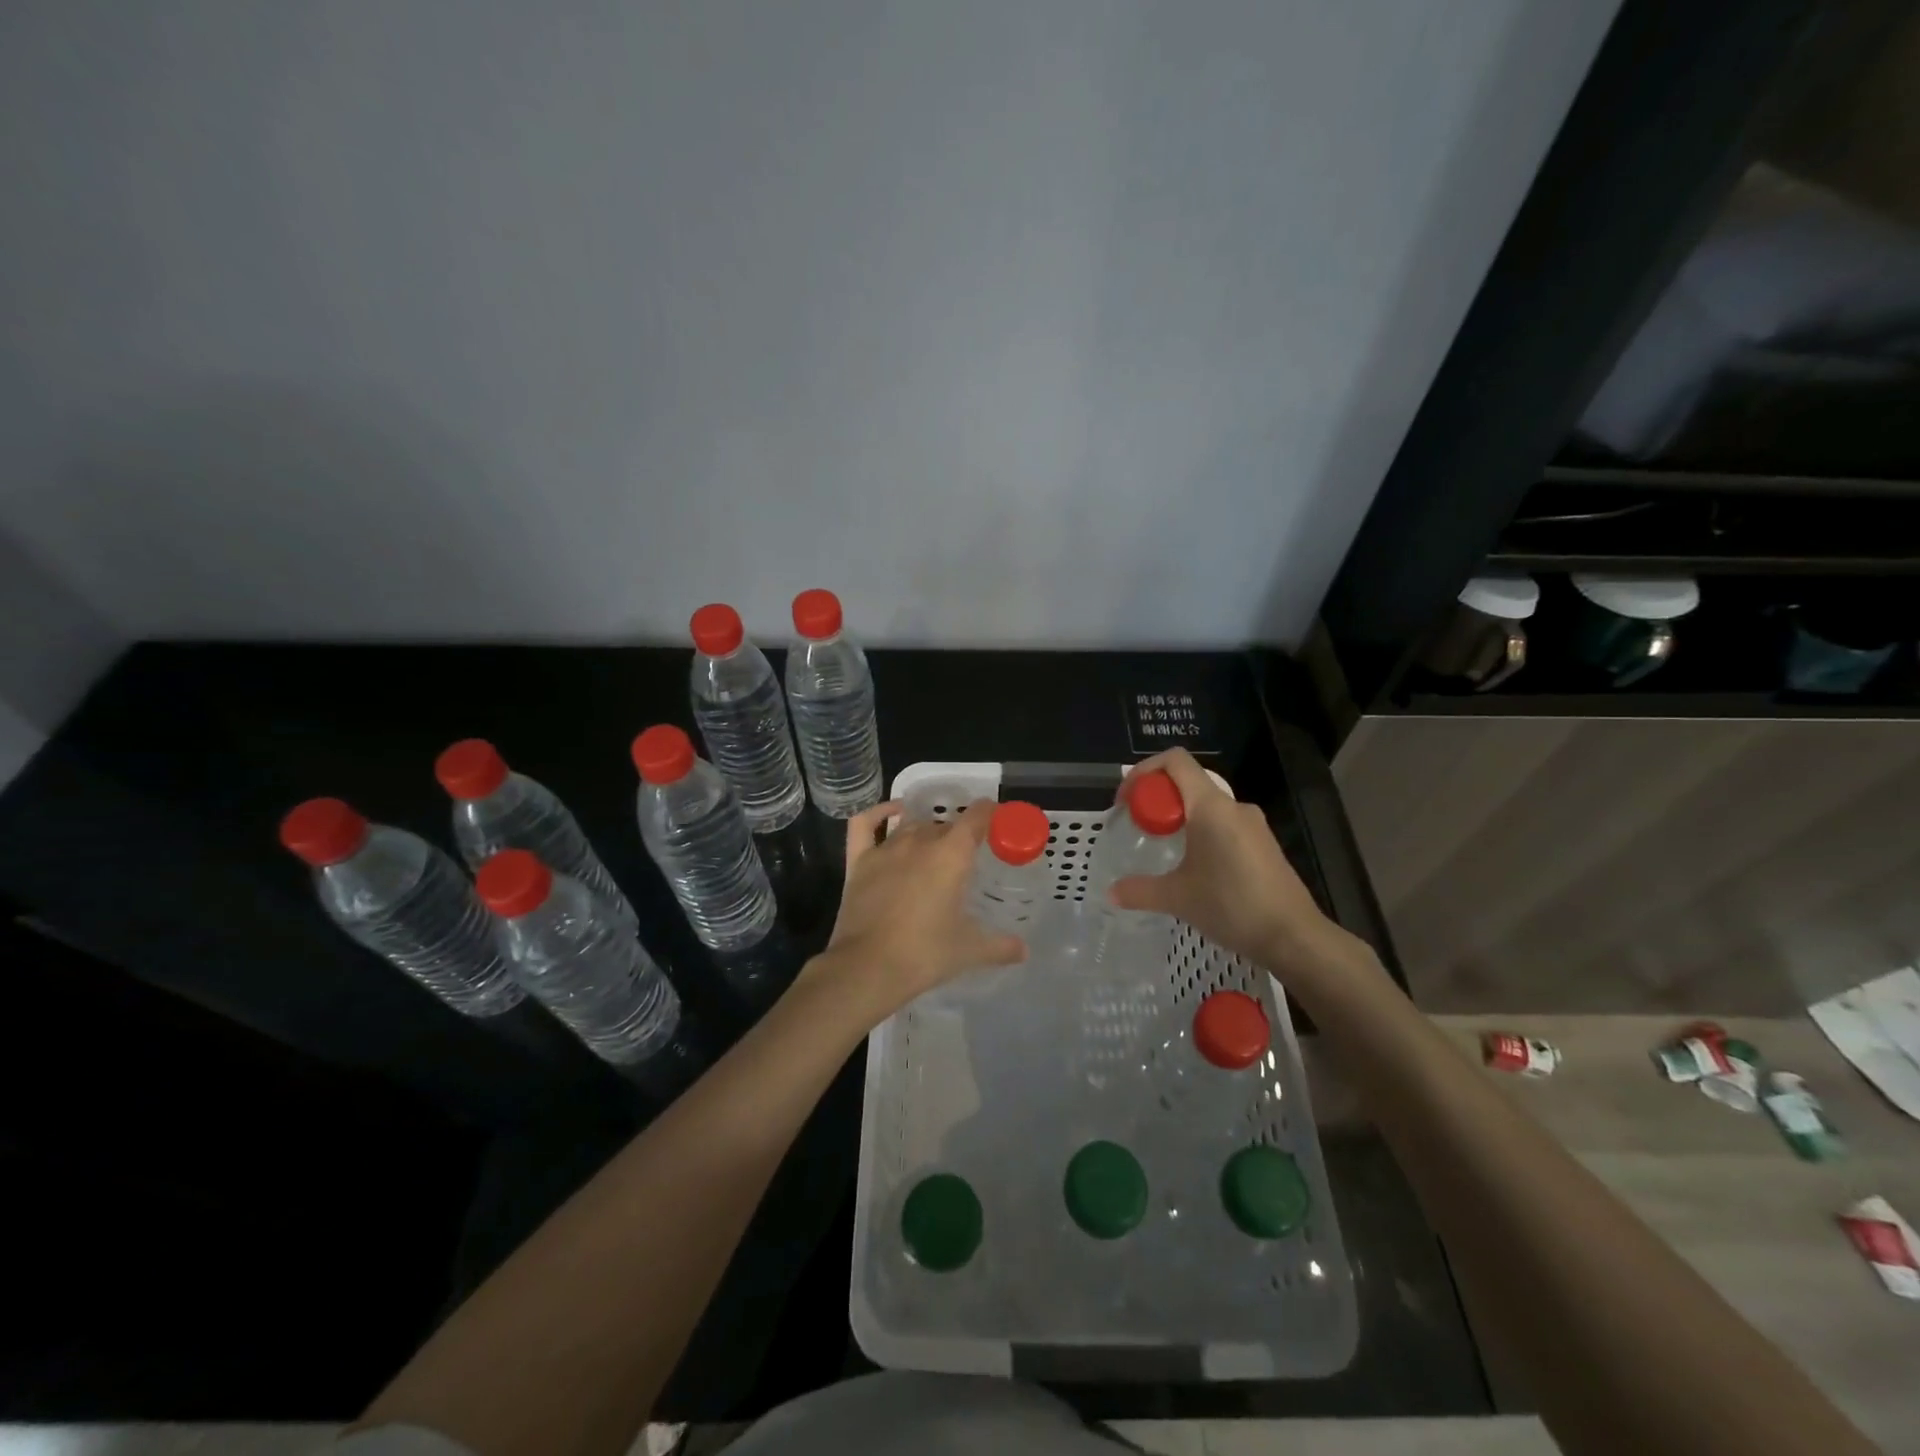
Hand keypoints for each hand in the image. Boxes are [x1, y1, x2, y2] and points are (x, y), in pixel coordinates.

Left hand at [811, 797, 1025, 1019]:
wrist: (868, 968)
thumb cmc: (924, 954)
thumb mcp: (969, 951)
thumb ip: (1000, 946)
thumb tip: (1024, 951)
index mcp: (951, 855)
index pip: (976, 817)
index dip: (990, 812)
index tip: (998, 819)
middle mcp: (920, 841)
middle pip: (944, 824)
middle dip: (958, 835)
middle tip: (967, 858)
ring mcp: (886, 849)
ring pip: (912, 826)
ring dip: (927, 831)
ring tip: (935, 848)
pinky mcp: (859, 861)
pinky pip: (866, 824)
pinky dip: (880, 812)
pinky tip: (892, 812)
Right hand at [1110, 749, 1360, 978]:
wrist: (1293, 936)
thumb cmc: (1232, 906)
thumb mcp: (1177, 898)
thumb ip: (1140, 890)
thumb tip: (1111, 893)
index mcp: (1211, 806)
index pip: (1175, 761)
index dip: (1144, 770)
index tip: (1127, 800)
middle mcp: (1234, 806)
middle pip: (1188, 782)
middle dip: (1158, 798)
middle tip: (1139, 826)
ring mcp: (1253, 825)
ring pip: (1207, 805)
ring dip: (1179, 817)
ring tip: (1162, 847)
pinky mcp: (1263, 844)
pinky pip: (1224, 824)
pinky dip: (1201, 832)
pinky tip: (1194, 866)